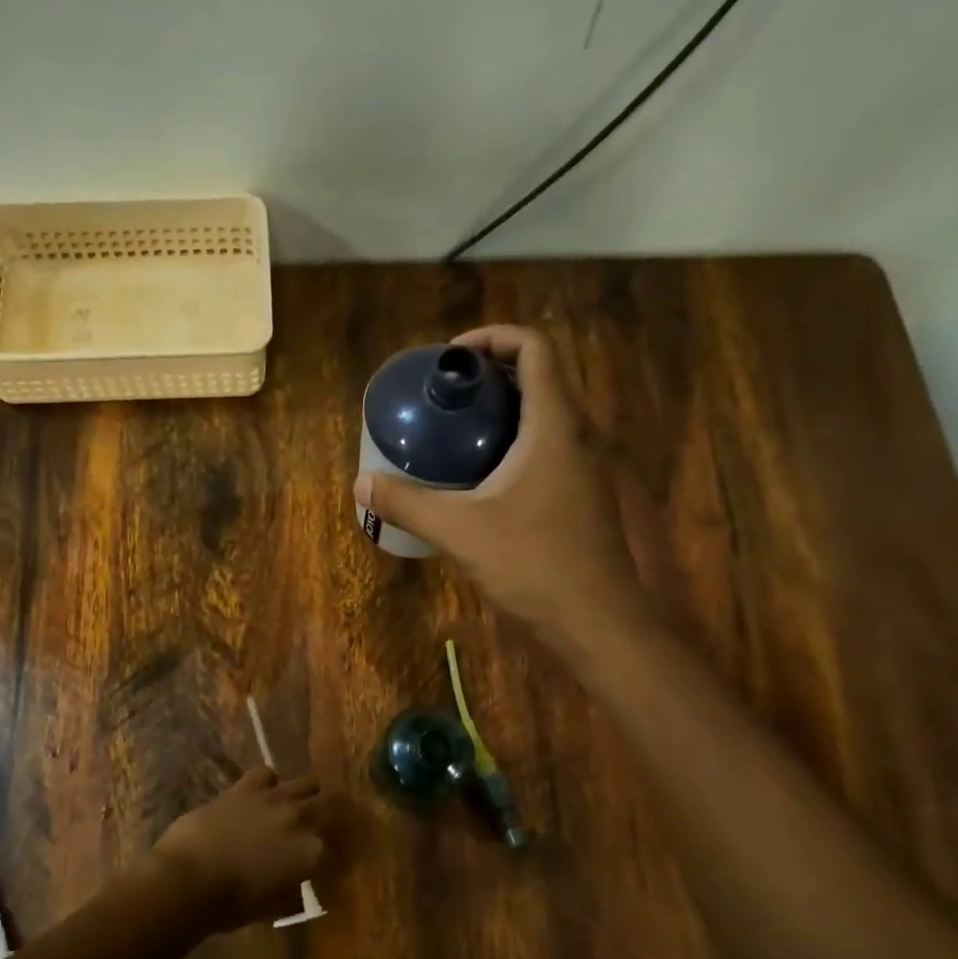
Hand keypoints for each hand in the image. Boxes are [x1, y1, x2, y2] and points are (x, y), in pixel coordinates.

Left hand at [152, 769, 339, 930]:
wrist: (189, 877)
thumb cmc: (231, 905)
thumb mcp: (272, 907)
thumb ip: (292, 891)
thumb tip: (297, 885)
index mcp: (312, 853)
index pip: (335, 851)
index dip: (331, 857)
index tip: (325, 865)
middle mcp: (301, 819)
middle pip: (331, 805)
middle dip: (331, 815)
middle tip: (323, 825)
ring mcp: (275, 798)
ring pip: (306, 782)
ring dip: (306, 794)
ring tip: (296, 805)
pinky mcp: (247, 787)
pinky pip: (267, 773)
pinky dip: (269, 782)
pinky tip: (262, 793)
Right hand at [354, 325, 643, 644]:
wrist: (596, 621)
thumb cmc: (534, 564)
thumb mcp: (460, 531)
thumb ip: (408, 503)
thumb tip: (361, 484)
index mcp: (554, 425)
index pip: (535, 348)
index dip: (493, 337)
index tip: (452, 359)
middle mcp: (576, 435)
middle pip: (540, 376)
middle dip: (491, 373)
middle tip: (445, 394)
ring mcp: (584, 467)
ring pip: (545, 414)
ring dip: (503, 409)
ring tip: (455, 430)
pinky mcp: (581, 495)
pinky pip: (547, 447)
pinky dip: (514, 442)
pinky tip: (479, 477)